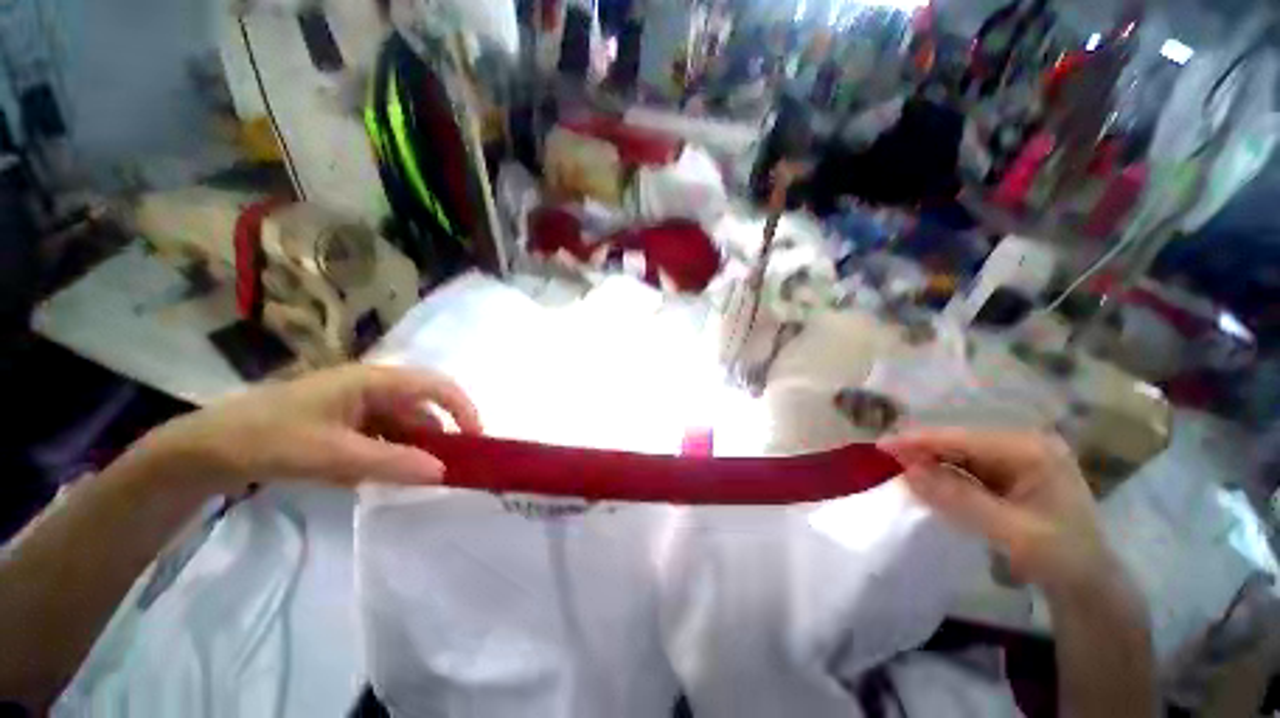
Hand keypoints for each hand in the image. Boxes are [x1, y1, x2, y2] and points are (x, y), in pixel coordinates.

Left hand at [137, 365, 481, 492]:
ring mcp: (358, 407)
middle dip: (441, 436)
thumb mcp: (332, 454)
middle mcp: (373, 388)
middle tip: (452, 468)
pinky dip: (392, 457)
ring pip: (404, 426)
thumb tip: (443, 472)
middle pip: (423, 408)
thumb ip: (391, 462)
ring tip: (422, 479)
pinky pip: (383, 439)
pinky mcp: (345, 425)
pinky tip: (387, 479)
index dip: (462, 408)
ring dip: (416, 450)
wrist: (207, 449)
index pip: (436, 386)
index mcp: (373, 381)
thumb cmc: (269, 438)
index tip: (475, 440)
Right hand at [878, 428, 1113, 592]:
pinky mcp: (1008, 474)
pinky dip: (943, 474)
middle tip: (884, 458)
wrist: (1086, 583)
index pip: (963, 438)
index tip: (882, 446)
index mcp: (1031, 450)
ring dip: (929, 461)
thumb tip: (908, 472)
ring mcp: (1016, 459)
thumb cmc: (1060, 556)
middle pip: (959, 441)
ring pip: (959, 454)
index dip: (920, 441)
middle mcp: (1022, 445)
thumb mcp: (1012, 531)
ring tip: (897, 467)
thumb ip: (960, 499)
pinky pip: (966, 468)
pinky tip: (924, 480)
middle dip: (921, 450)